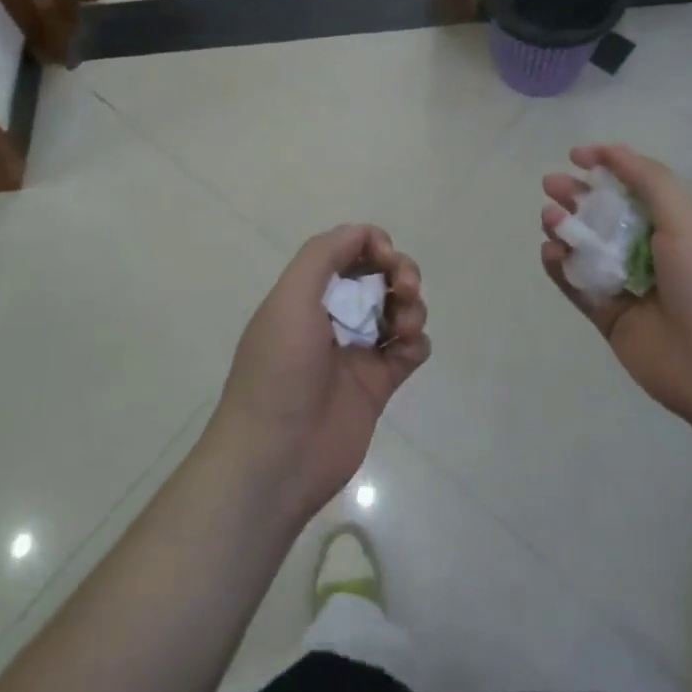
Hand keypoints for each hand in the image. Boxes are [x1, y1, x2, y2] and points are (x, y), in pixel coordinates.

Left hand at [209, 224, 429, 525]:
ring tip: (406, 326)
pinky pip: (409, 351)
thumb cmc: (278, 371)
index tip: (385, 259)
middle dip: (400, 271)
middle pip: (379, 276)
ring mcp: (356, 351)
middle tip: (404, 288)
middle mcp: (333, 316)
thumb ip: (323, 256)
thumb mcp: (289, 299)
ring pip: (398, 310)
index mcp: (307, 293)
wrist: (275, 458)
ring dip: (411, 306)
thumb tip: (363, 233)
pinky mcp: (377, 386)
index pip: (349, 251)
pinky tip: (407, 351)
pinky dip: (416, 343)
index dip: (373, 245)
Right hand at [542, 144, 691, 430]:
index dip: (606, 167)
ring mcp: (626, 285)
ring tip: (551, 220)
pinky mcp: (608, 317)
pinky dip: (559, 267)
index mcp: (674, 227)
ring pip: (585, 248)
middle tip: (550, 185)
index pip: (634, 187)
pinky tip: (551, 252)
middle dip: (576, 196)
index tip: (575, 156)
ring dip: (565, 228)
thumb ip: (649, 181)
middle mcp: (648, 252)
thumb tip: (612, 150)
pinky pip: (576, 285)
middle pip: (603, 215)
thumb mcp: (687, 222)